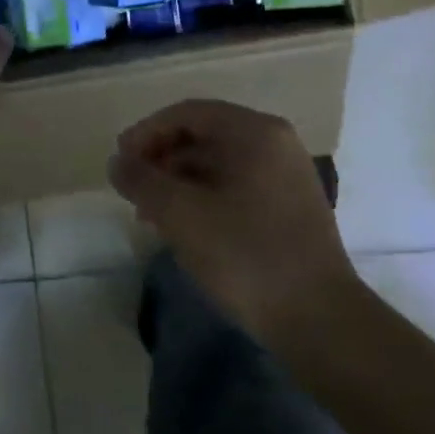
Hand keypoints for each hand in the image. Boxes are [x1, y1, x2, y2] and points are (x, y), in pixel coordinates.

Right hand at [109, 99, 356, 337]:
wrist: (317, 320)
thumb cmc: (245, 255)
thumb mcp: (180, 214)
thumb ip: (141, 180)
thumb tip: (117, 162)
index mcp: (255, 133)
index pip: (187, 114)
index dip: (146, 133)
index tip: (120, 162)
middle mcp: (275, 143)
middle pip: (203, 135)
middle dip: (161, 159)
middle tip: (132, 191)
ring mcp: (286, 176)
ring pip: (218, 163)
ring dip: (178, 181)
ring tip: (150, 215)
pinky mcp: (289, 207)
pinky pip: (235, 185)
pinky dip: (202, 197)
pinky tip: (182, 227)